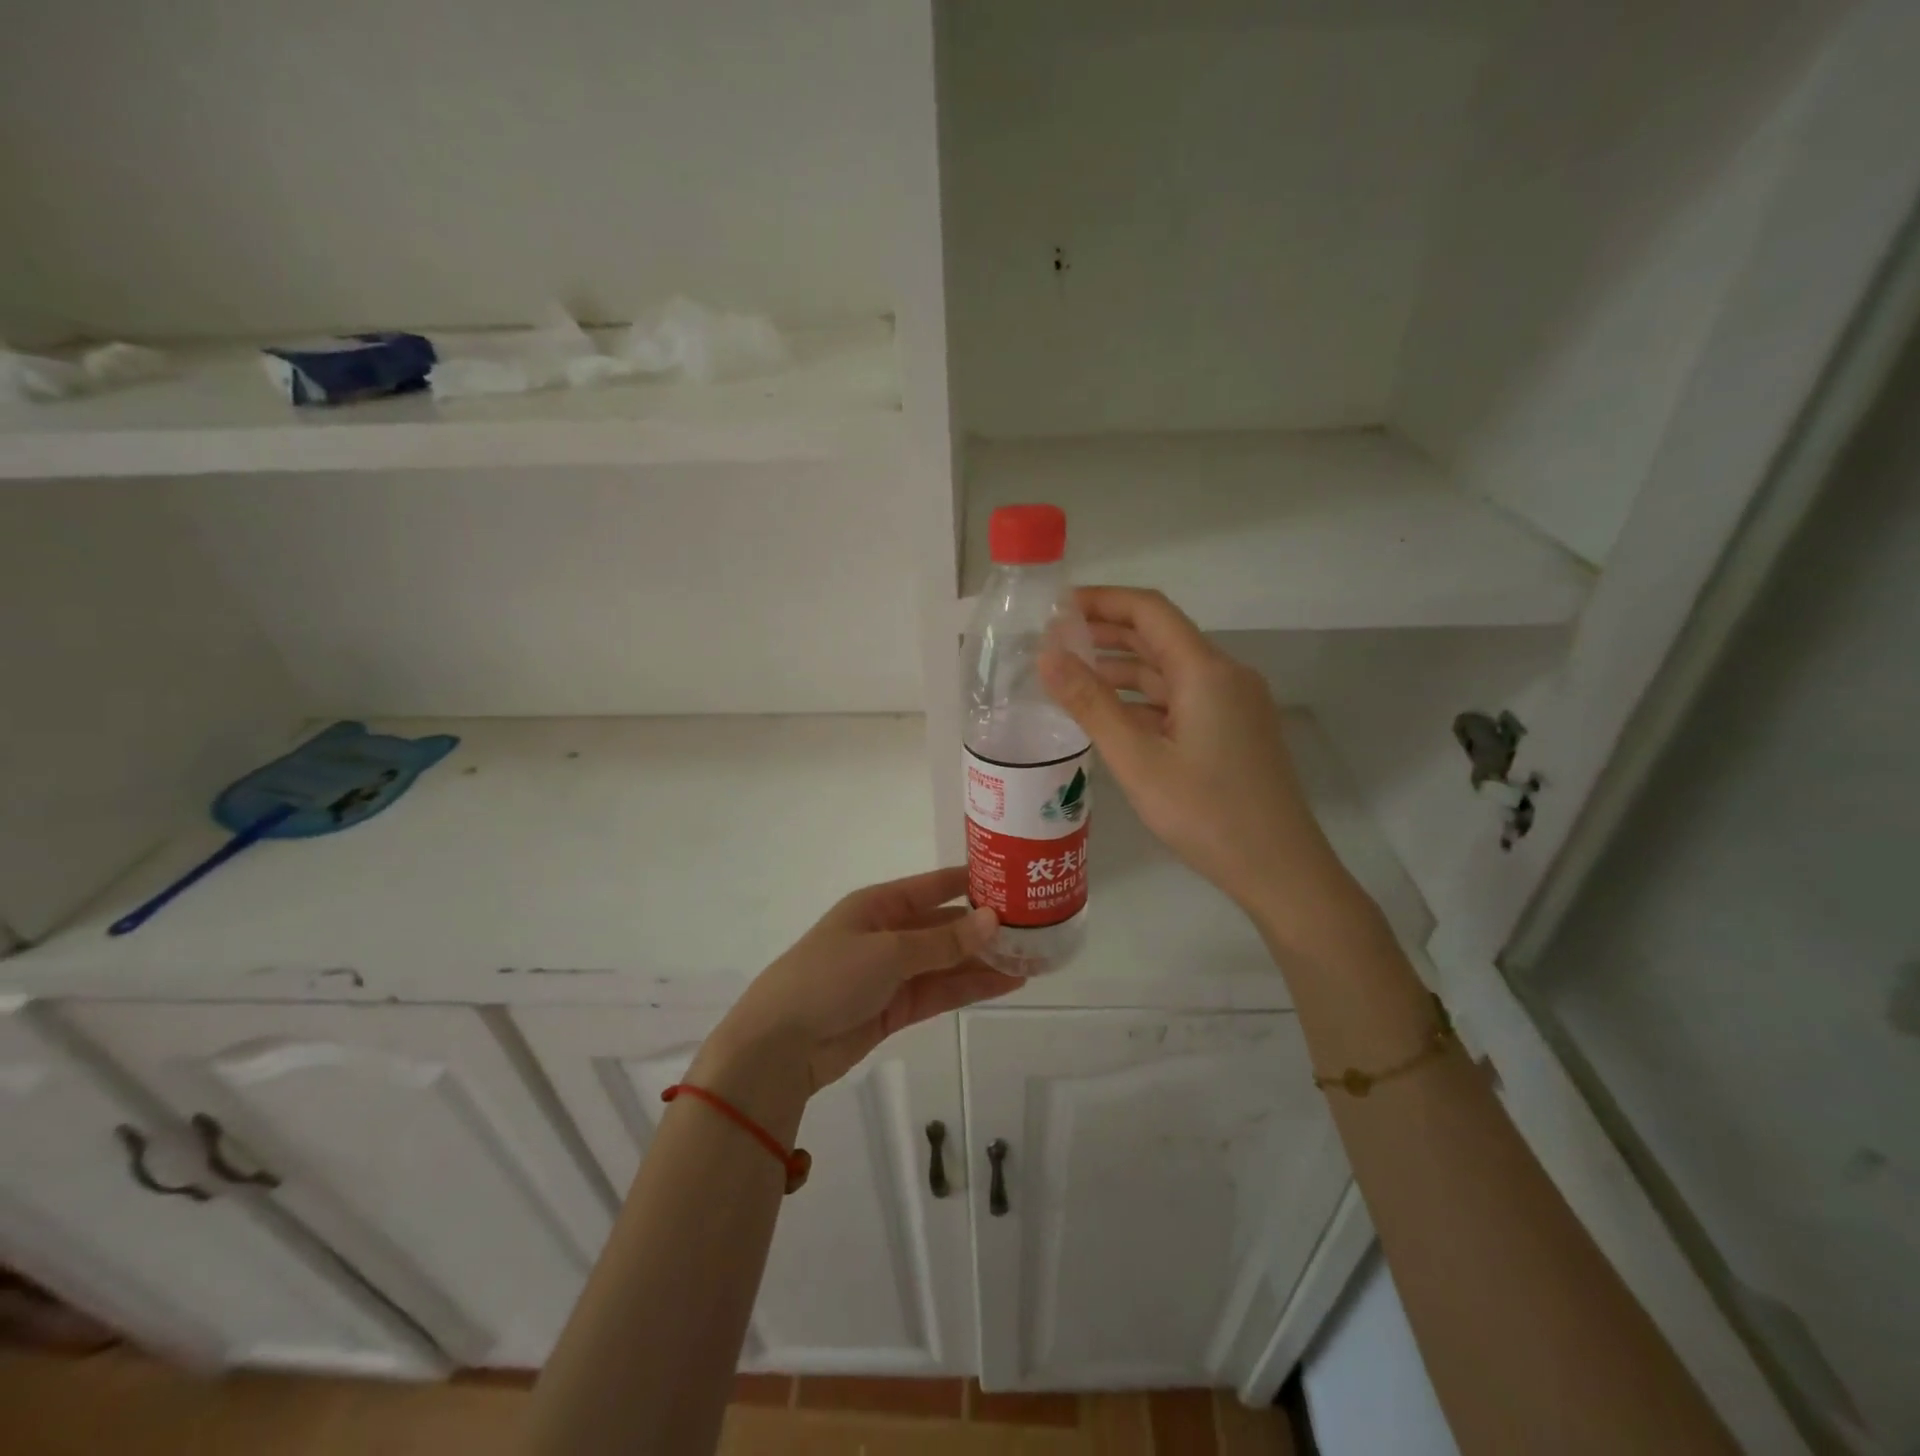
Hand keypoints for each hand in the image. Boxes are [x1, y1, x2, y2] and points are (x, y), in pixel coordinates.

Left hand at [696, 869, 1019, 1115]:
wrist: (780, 1045)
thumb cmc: (829, 978)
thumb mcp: (888, 951)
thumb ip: (943, 941)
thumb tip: (993, 919)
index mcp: (879, 904)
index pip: (934, 886)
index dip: (971, 882)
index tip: (1014, 880)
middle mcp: (888, 933)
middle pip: (945, 926)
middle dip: (985, 929)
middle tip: (1035, 929)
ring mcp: (893, 973)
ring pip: (948, 962)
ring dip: (984, 961)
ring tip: (1032, 959)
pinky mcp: (896, 1008)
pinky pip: (940, 991)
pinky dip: (970, 988)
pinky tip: (1006, 983)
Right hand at [1039, 587, 1373, 950]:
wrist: (1280, 870)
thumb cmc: (1206, 814)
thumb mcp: (1137, 759)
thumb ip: (1090, 704)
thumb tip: (1047, 655)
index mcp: (1206, 671)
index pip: (1150, 611)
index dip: (1102, 600)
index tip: (1056, 606)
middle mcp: (1225, 676)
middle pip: (1160, 636)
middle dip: (1106, 632)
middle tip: (1053, 638)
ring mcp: (1233, 704)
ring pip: (1170, 671)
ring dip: (1123, 667)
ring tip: (1070, 673)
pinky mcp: (1233, 730)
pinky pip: (1181, 699)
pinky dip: (1143, 698)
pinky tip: (1111, 713)